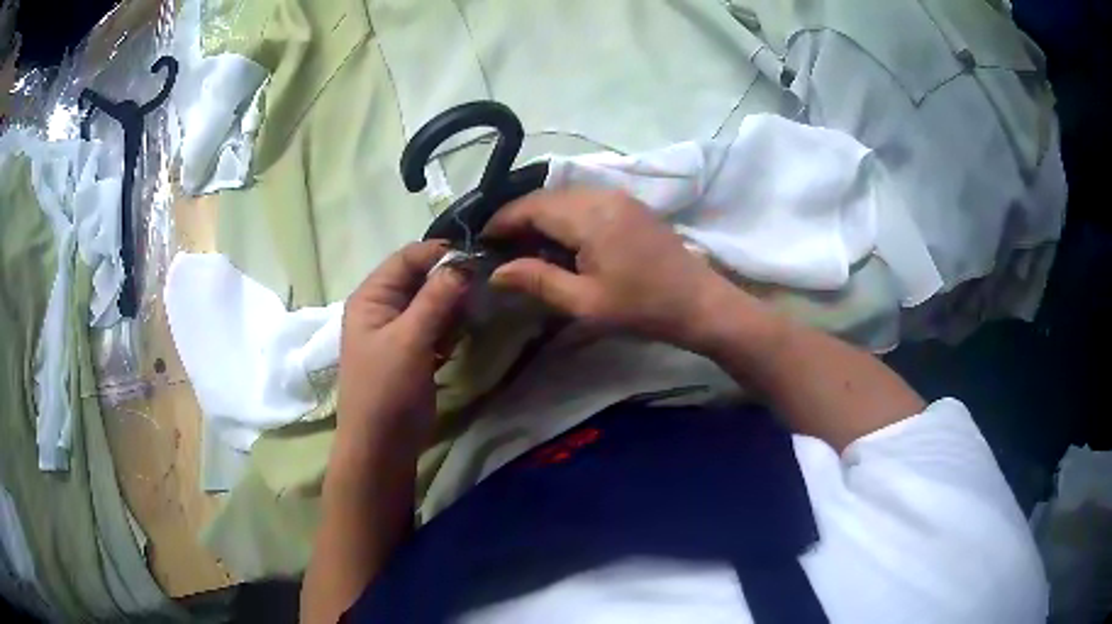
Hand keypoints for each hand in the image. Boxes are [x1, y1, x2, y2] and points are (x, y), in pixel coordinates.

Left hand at [338, 241, 467, 442]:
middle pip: (421, 278)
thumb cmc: (386, 390)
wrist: (382, 446)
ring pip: (432, 302)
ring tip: (472, 316)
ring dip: (453, 306)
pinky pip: (436, 326)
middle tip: (482, 289)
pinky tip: (461, 338)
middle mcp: (383, 307)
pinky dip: (451, 327)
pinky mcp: (414, 351)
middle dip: (450, 281)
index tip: (478, 258)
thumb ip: (435, 299)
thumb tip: (464, 263)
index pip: (407, 258)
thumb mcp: (409, 340)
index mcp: (372, 297)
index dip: (440, 254)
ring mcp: (399, 330)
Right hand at [484, 188, 749, 353]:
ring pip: (565, 197)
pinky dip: (564, 216)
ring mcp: (619, 197)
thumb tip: (496, 272)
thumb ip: (538, 281)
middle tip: (499, 248)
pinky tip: (559, 241)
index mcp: (589, 216)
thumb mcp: (585, 302)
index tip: (480, 241)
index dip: (501, 221)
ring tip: (524, 247)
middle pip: (546, 198)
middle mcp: (602, 195)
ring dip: (541, 216)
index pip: (531, 207)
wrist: (700, 303)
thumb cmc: (642, 307)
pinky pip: (585, 202)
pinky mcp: (630, 206)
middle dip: (518, 218)